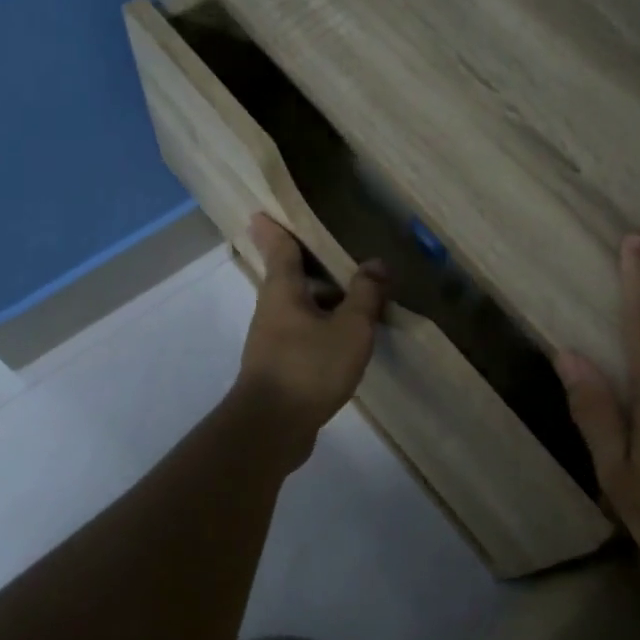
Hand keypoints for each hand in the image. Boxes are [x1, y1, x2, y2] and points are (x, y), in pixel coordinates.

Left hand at [233, 214, 387, 460]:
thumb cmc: (309, 368)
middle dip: (307, 264)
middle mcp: (272, 310)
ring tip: (353, 293)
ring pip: (299, 308)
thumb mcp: (350, 328)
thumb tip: (376, 263)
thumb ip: (365, 295)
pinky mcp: (279, 367)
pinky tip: (345, 338)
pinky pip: (303, 335)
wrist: (272, 428)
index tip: (263, 211)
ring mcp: (272, 341)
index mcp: (282, 290)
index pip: (279, 248)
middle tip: (333, 249)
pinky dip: (322, 327)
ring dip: (321, 299)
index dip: (274, 228)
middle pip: (289, 278)